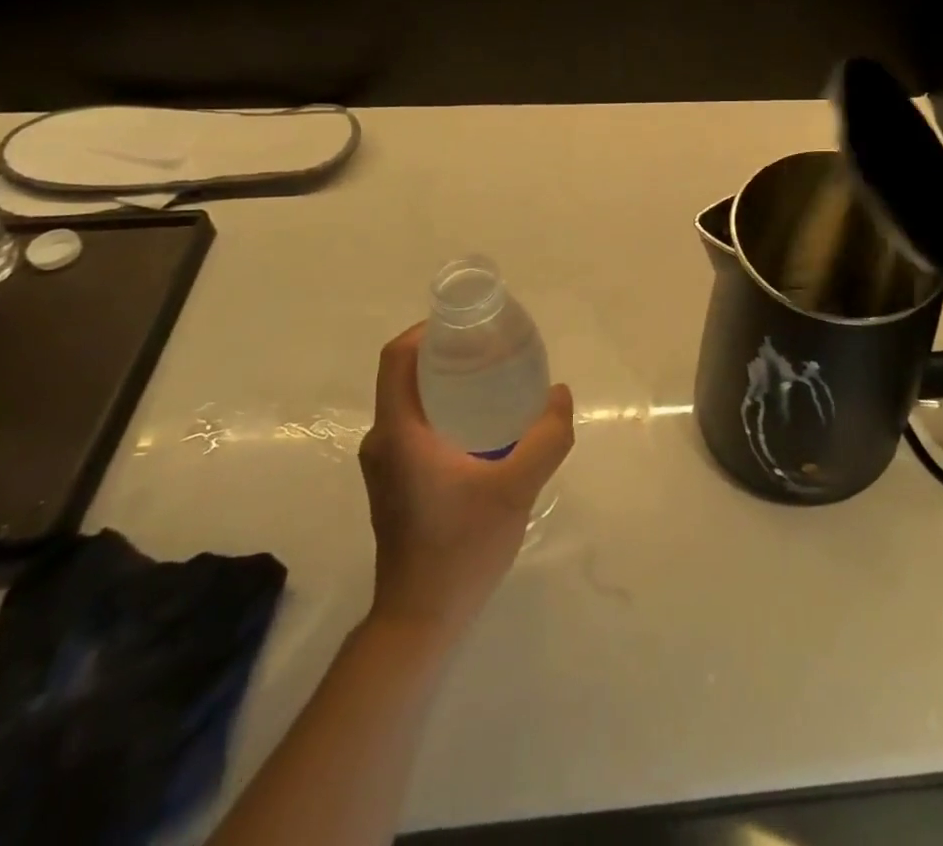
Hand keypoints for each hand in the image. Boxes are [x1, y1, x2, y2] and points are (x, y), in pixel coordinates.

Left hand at [358, 322, 573, 638]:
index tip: (468, 324)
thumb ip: (546, 437)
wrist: (421, 620)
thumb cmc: (461, 548)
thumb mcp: (516, 488)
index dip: (427, 330)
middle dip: (447, 353)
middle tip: (494, 349)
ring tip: (495, 380)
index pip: (397, 358)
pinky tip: (484, 425)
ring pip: (412, 402)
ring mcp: (385, 464)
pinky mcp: (394, 482)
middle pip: (406, 376)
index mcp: (398, 433)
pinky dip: (445, 410)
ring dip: (447, 383)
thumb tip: (560, 394)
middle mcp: (382, 441)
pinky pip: (416, 426)